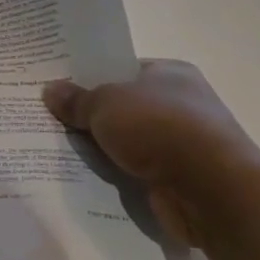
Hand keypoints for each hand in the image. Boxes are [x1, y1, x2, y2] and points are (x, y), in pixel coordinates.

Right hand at [43, 61, 259, 247]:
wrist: (211, 190)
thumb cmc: (159, 127)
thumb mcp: (105, 104)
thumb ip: (76, 99)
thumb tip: (50, 90)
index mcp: (171, 73)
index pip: (122, 69)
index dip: (89, 76)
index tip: (57, 85)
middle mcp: (180, 104)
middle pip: (121, 106)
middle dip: (90, 115)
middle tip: (48, 116)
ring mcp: (181, 143)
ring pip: (125, 140)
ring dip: (100, 147)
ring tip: (56, 147)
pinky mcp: (178, 177)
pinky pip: (133, 170)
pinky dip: (113, 173)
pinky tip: (81, 174)